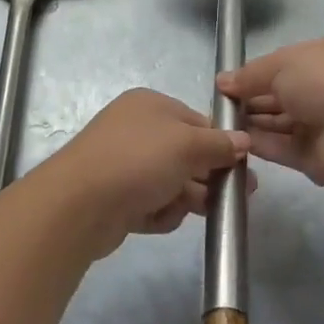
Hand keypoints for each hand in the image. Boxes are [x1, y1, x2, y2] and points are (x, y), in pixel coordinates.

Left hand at [37, 90, 249, 257]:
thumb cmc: (138, 161)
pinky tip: (155, 218)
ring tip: (197, 211)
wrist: (79, 204)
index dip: (222, 144)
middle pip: (186, 154)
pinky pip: (151, 203)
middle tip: (233, 198)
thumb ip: (219, 144)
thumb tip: (243, 140)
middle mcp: (136, 130)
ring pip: (171, 182)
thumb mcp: (187, 145)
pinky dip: (159, 212)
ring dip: (184, 198)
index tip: (244, 168)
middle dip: (208, 176)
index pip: (197, 122)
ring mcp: (124, 164)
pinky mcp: (117, 197)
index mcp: (150, 105)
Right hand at [217, 38, 323, 191]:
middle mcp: (318, 91)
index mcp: (317, 61)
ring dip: (249, 123)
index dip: (251, 76)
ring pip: (275, 124)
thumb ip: (250, 74)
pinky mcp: (311, 158)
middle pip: (275, 97)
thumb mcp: (282, 64)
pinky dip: (258, 144)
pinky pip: (279, 148)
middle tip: (215, 107)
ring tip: (217, 125)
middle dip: (246, 101)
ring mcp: (316, 126)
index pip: (278, 68)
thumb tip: (222, 82)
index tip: (223, 85)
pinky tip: (232, 141)